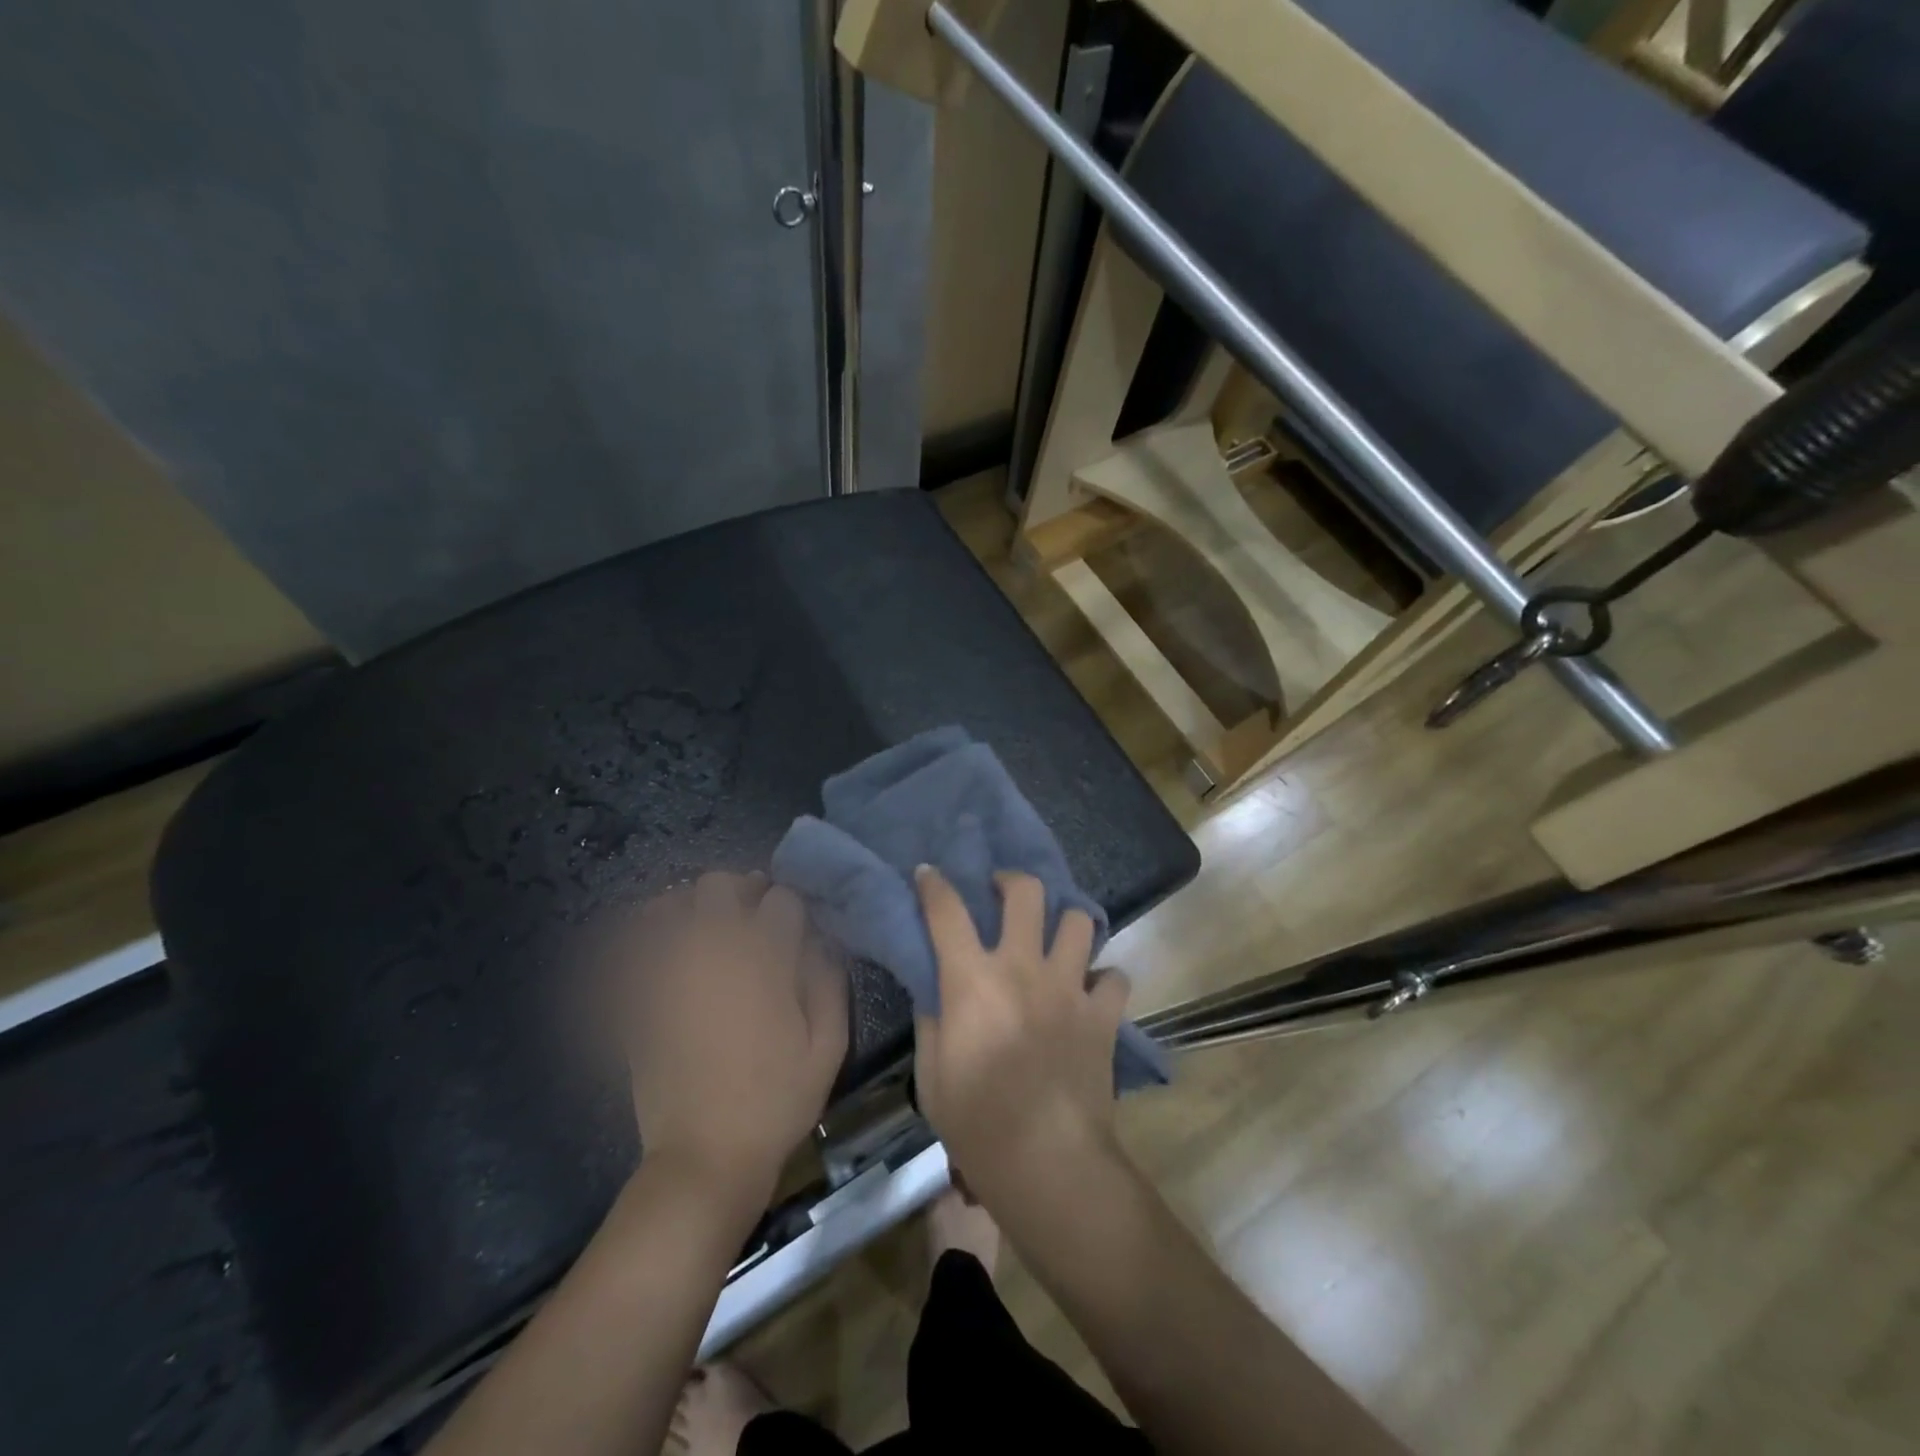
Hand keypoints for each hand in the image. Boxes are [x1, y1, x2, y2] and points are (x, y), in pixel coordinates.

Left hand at [612, 872, 846, 1210]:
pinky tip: (668, 950)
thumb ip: (828, 980)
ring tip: (708, 930)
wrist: (705, 1156)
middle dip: (742, 892)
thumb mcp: (829, 1045)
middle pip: (720, 885)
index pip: (781, 898)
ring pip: (670, 903)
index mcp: (764, 959)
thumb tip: (819, 939)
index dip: (792, 908)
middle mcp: (712, 951)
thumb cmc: (777, 1101)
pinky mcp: (638, 996)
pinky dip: (649, 935)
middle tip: (752, 920)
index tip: (795, 927)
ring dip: (693, 907)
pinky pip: (633, 945)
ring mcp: (668, 971)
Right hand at [912, 867, 1130, 1203]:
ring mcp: (1069, 986)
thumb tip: (935, 987)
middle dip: (1011, 881)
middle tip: (1002, 893)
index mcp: (973, 980)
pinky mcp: (1103, 1013)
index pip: (947, 912)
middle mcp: (1023, 967)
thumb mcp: (931, 1074)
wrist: (1047, 1162)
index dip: (934, 885)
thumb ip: (931, 1019)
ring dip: (1064, 923)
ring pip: (1078, 921)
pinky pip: (1114, 976)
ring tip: (1054, 939)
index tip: (929, 874)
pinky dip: (1102, 979)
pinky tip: (1089, 992)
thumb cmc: (977, 1124)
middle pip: (1025, 892)